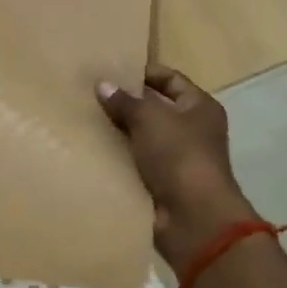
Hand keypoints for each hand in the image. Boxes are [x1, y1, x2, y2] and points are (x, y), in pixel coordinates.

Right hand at [97, 66, 254, 267]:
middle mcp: (192, 130)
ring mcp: (178, 159)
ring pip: (143, 136)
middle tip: (92, 92)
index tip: (112, 68)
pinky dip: (119, 156)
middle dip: (126, 102)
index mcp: (200, 107)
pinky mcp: (163, 184)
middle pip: (155, 108)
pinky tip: (93, 147)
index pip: (170, 79)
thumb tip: (103, 84)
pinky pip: (136, 162)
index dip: (144, 72)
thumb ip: (125, 100)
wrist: (194, 219)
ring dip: (120, 130)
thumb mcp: (149, 118)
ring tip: (86, 116)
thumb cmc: (179, 156)